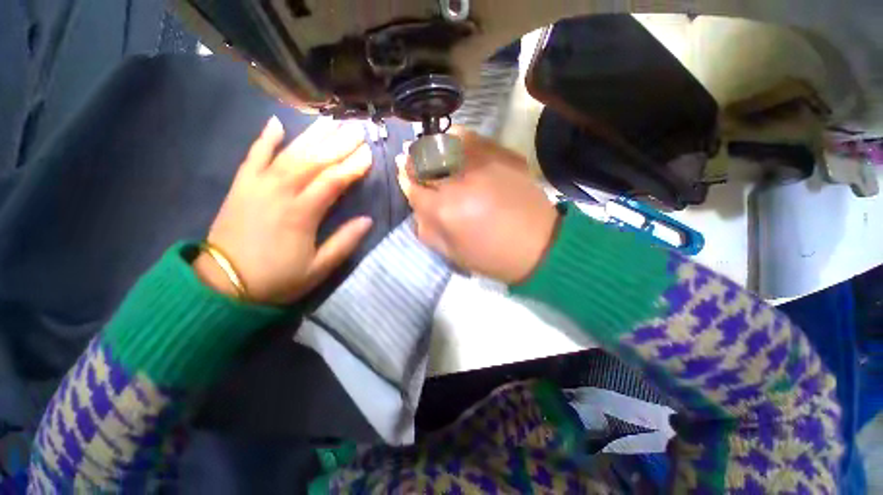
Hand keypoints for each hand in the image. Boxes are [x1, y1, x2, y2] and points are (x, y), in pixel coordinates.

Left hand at [194, 116, 372, 303]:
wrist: (223, 285)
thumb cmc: (277, 279)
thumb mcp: (319, 268)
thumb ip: (344, 242)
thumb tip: (367, 220)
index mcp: (301, 213)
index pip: (333, 181)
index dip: (353, 166)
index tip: (369, 153)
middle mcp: (280, 192)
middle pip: (314, 161)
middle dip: (338, 144)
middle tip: (356, 129)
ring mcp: (257, 185)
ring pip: (289, 153)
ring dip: (312, 136)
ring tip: (331, 120)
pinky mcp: (241, 186)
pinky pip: (253, 156)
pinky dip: (264, 138)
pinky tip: (276, 122)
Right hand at [397, 128, 558, 283]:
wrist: (538, 247)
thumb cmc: (491, 256)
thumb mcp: (452, 253)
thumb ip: (427, 229)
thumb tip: (416, 206)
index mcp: (444, 210)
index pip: (413, 186)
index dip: (405, 178)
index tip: (402, 172)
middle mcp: (460, 182)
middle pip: (426, 159)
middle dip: (414, 158)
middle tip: (412, 157)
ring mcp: (484, 165)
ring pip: (447, 142)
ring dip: (434, 144)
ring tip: (431, 148)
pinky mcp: (504, 157)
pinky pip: (475, 138)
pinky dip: (460, 138)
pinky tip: (456, 142)